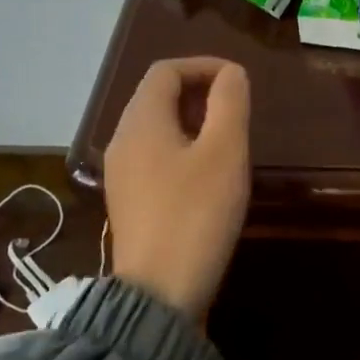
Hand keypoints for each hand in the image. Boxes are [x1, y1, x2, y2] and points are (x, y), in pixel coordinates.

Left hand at [105, 57, 251, 323]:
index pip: (165, 71)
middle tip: (236, 109)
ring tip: (227, 139)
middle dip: (198, 92)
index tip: (238, 80)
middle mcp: (122, 142)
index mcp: (140, 123)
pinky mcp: (129, 203)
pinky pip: (154, 157)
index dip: (203, 65)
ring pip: (156, 129)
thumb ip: (229, 104)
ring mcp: (121, 175)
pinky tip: (207, 175)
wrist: (159, 294)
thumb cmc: (195, 215)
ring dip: (191, 121)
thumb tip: (231, 74)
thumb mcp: (224, 153)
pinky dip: (181, 149)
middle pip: (156, 97)